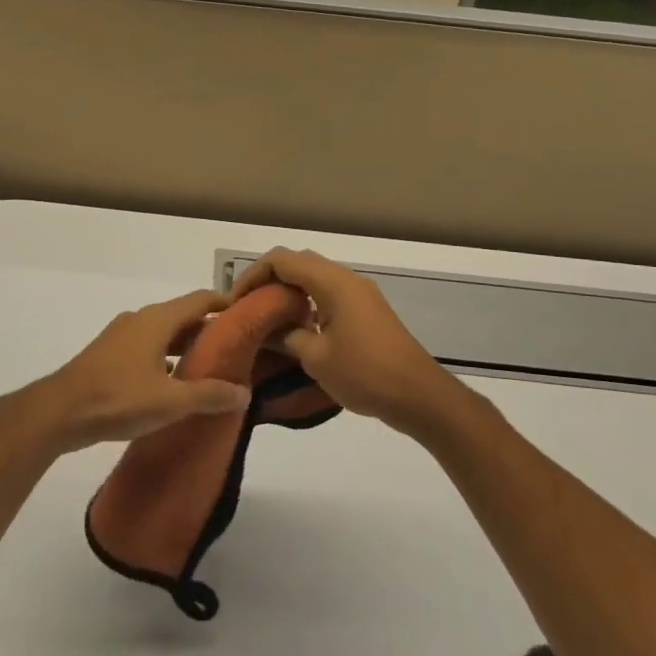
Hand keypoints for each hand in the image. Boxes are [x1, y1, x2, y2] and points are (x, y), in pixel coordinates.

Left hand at [22, 290, 250, 453]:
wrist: (60, 411)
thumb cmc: (119, 398)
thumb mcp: (170, 401)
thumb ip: (209, 395)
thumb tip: (244, 392)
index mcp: (158, 320)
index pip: (200, 300)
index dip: (226, 304)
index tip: (249, 314)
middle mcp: (141, 319)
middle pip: (183, 316)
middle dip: (209, 329)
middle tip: (237, 348)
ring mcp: (122, 335)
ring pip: (164, 332)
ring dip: (186, 345)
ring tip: (210, 367)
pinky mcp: (110, 353)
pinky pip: (148, 346)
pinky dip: (166, 357)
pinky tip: (174, 382)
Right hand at [232, 249, 463, 434]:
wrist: (419, 395)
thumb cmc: (365, 373)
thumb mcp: (315, 357)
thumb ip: (285, 336)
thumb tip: (264, 329)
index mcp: (332, 282)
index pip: (281, 260)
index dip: (253, 275)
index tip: (236, 302)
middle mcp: (346, 278)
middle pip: (298, 262)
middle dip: (268, 280)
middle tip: (247, 307)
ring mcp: (359, 293)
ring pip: (314, 277)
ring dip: (288, 291)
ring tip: (266, 318)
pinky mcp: (366, 310)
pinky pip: (329, 293)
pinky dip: (307, 301)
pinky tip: (297, 329)